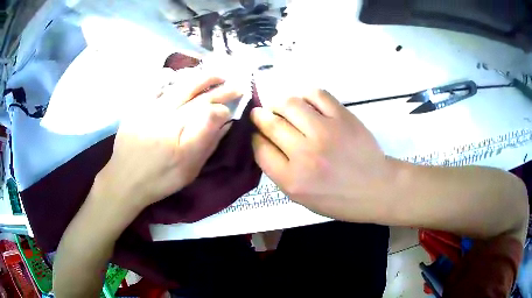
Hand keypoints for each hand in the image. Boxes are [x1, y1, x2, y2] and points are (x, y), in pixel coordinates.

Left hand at [96, 68, 241, 213]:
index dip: (224, 103)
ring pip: (179, 85)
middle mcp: (165, 113)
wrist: (125, 180)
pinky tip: (181, 78)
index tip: (235, 104)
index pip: (208, 108)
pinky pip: (156, 86)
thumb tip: (224, 121)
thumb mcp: (189, 169)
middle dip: (218, 86)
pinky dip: (171, 79)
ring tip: (215, 76)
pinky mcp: (138, 107)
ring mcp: (150, 108)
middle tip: (235, 83)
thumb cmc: (159, 179)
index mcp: (179, 130)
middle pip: (196, 93)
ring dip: (200, 78)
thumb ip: (207, 142)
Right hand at [251, 89, 395, 221]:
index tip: (256, 133)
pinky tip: (305, 102)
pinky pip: (316, 94)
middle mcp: (305, 154)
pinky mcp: (343, 117)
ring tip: (283, 108)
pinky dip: (305, 95)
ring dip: (279, 103)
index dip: (254, 137)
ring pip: (289, 104)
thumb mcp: (301, 198)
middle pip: (270, 123)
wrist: (376, 188)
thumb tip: (264, 142)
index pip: (260, 148)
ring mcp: (325, 132)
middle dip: (260, 116)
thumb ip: (280, 172)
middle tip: (261, 114)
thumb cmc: (338, 199)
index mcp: (292, 180)